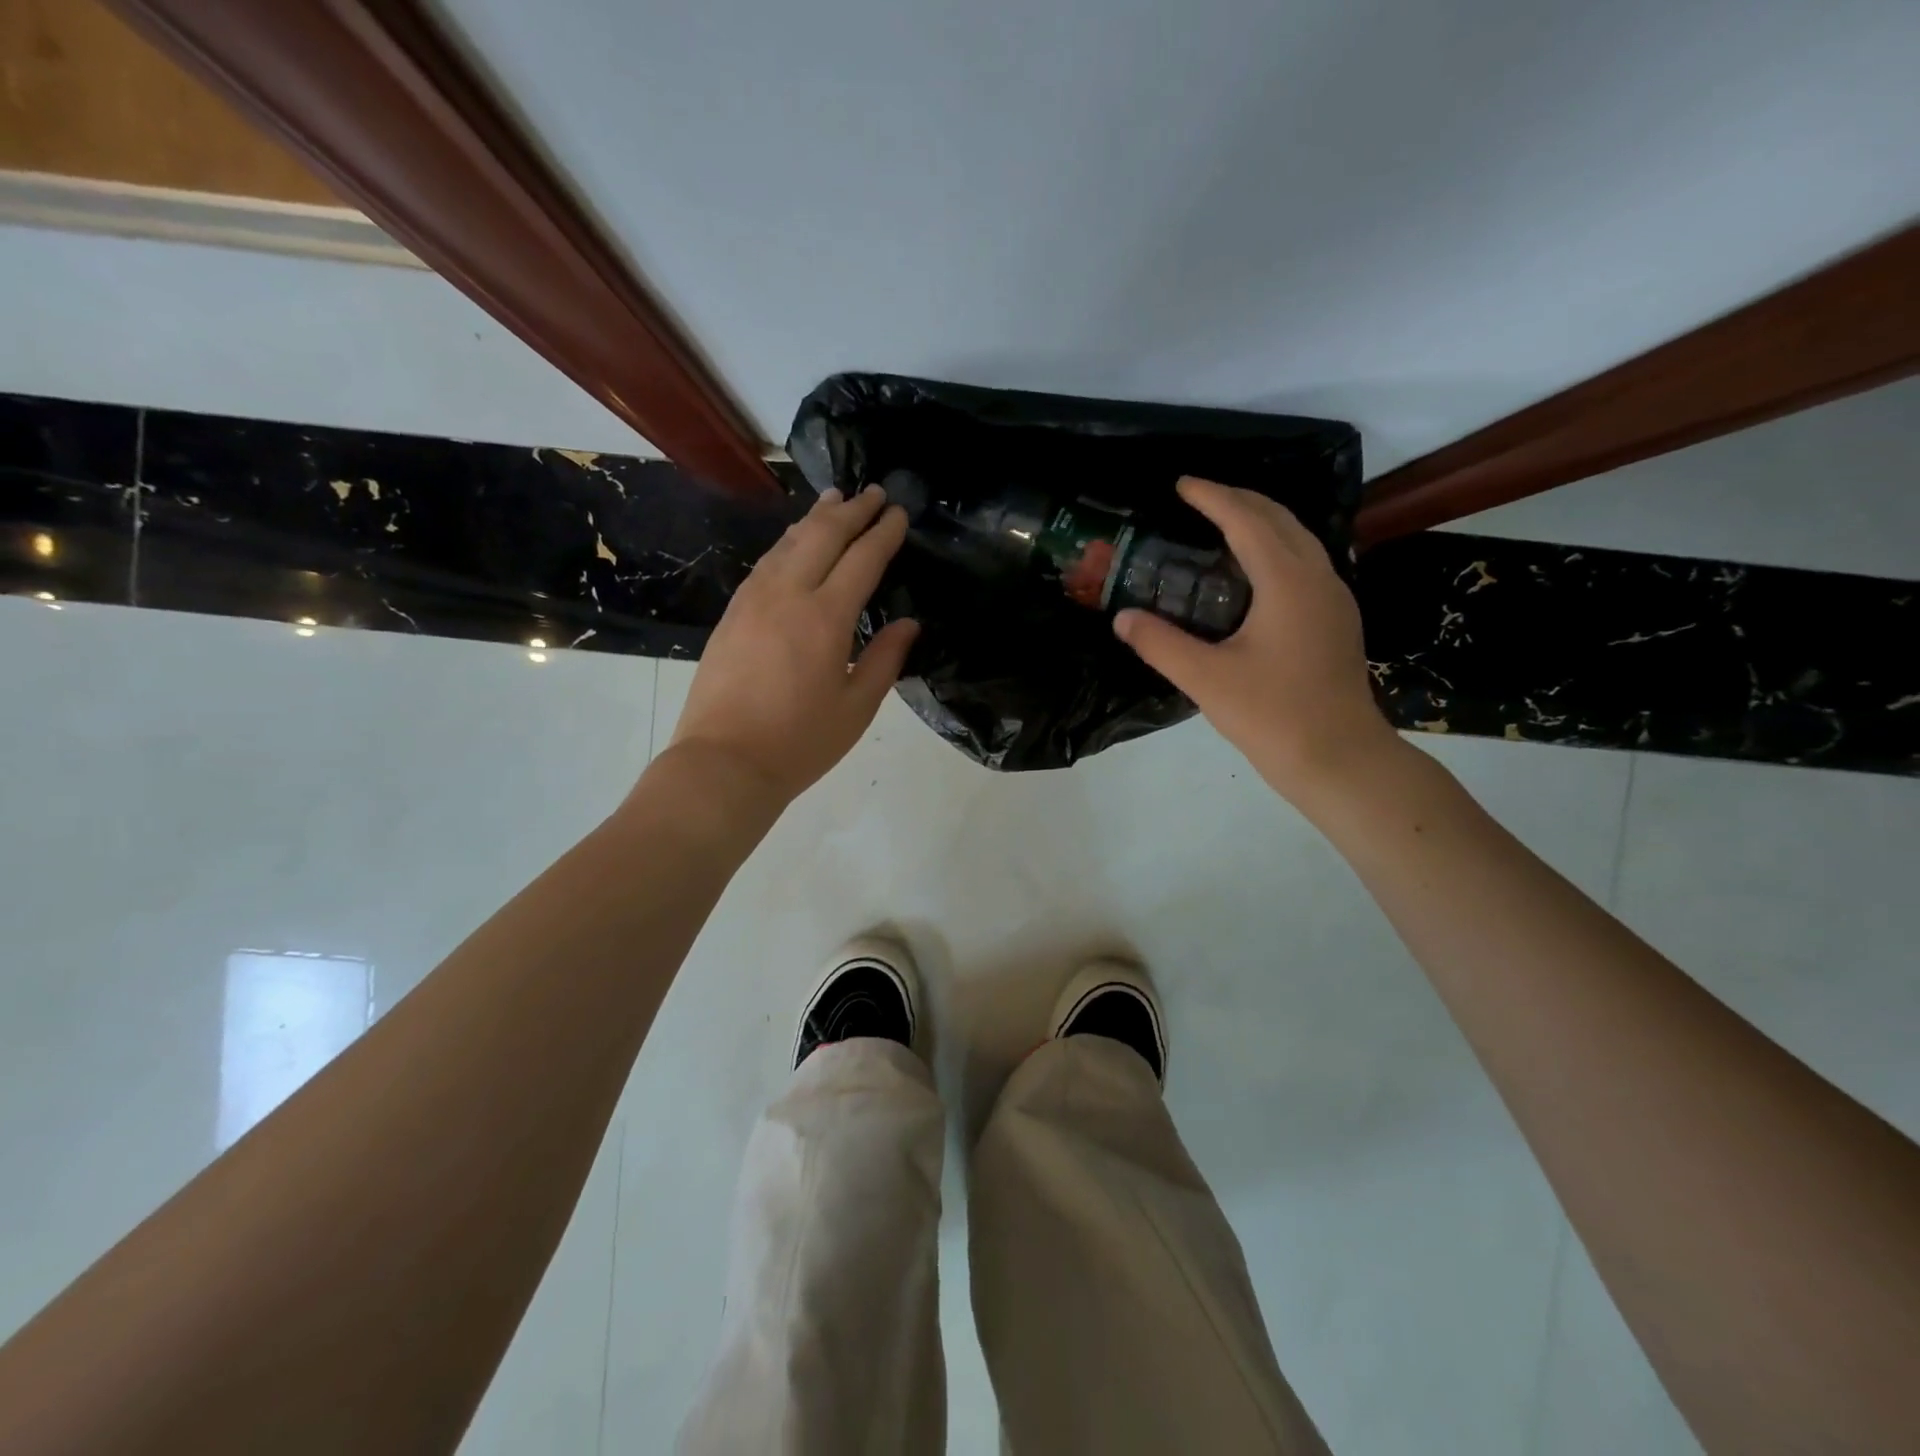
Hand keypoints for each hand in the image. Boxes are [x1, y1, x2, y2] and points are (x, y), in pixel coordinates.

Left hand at [667, 485, 918, 804]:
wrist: (723, 762)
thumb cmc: (800, 742)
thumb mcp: (856, 707)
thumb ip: (885, 659)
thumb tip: (909, 624)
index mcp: (825, 618)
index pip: (862, 559)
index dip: (884, 533)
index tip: (900, 513)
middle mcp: (788, 595)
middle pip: (823, 536)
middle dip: (853, 510)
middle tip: (876, 492)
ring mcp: (753, 600)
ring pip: (789, 542)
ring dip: (816, 518)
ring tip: (836, 500)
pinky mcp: (732, 613)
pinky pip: (767, 562)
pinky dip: (788, 542)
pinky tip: (794, 541)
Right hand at [1114, 477, 1400, 803]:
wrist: (1339, 758)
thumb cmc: (1273, 715)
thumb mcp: (1205, 679)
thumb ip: (1159, 644)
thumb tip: (1122, 618)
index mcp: (1288, 581)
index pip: (1246, 520)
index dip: (1212, 497)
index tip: (1181, 484)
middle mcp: (1318, 577)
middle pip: (1279, 518)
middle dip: (1238, 500)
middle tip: (1197, 498)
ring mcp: (1334, 598)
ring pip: (1298, 539)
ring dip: (1260, 522)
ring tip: (1220, 524)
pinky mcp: (1336, 620)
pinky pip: (1304, 563)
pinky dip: (1274, 549)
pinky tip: (1251, 572)